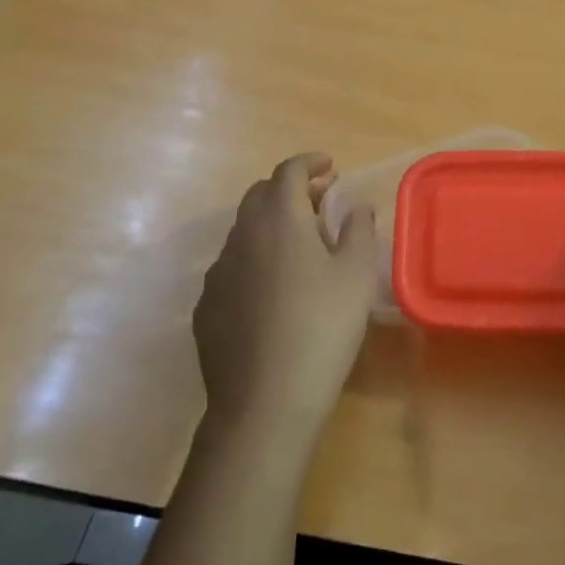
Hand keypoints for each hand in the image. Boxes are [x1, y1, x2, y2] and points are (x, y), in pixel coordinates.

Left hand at [194, 153, 377, 442]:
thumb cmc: (321, 327)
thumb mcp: (355, 275)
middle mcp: (241, 236)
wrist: (264, 403)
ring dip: (270, 224)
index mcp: (279, 219)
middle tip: (320, 202)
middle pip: (260, 194)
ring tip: (300, 246)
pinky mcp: (205, 308)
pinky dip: (254, 259)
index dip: (310, 162)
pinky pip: (231, 267)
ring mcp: (217, 273)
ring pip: (243, 231)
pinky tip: (272, 290)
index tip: (330, 166)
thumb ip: (358, 229)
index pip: (289, 171)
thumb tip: (355, 205)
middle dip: (290, 189)